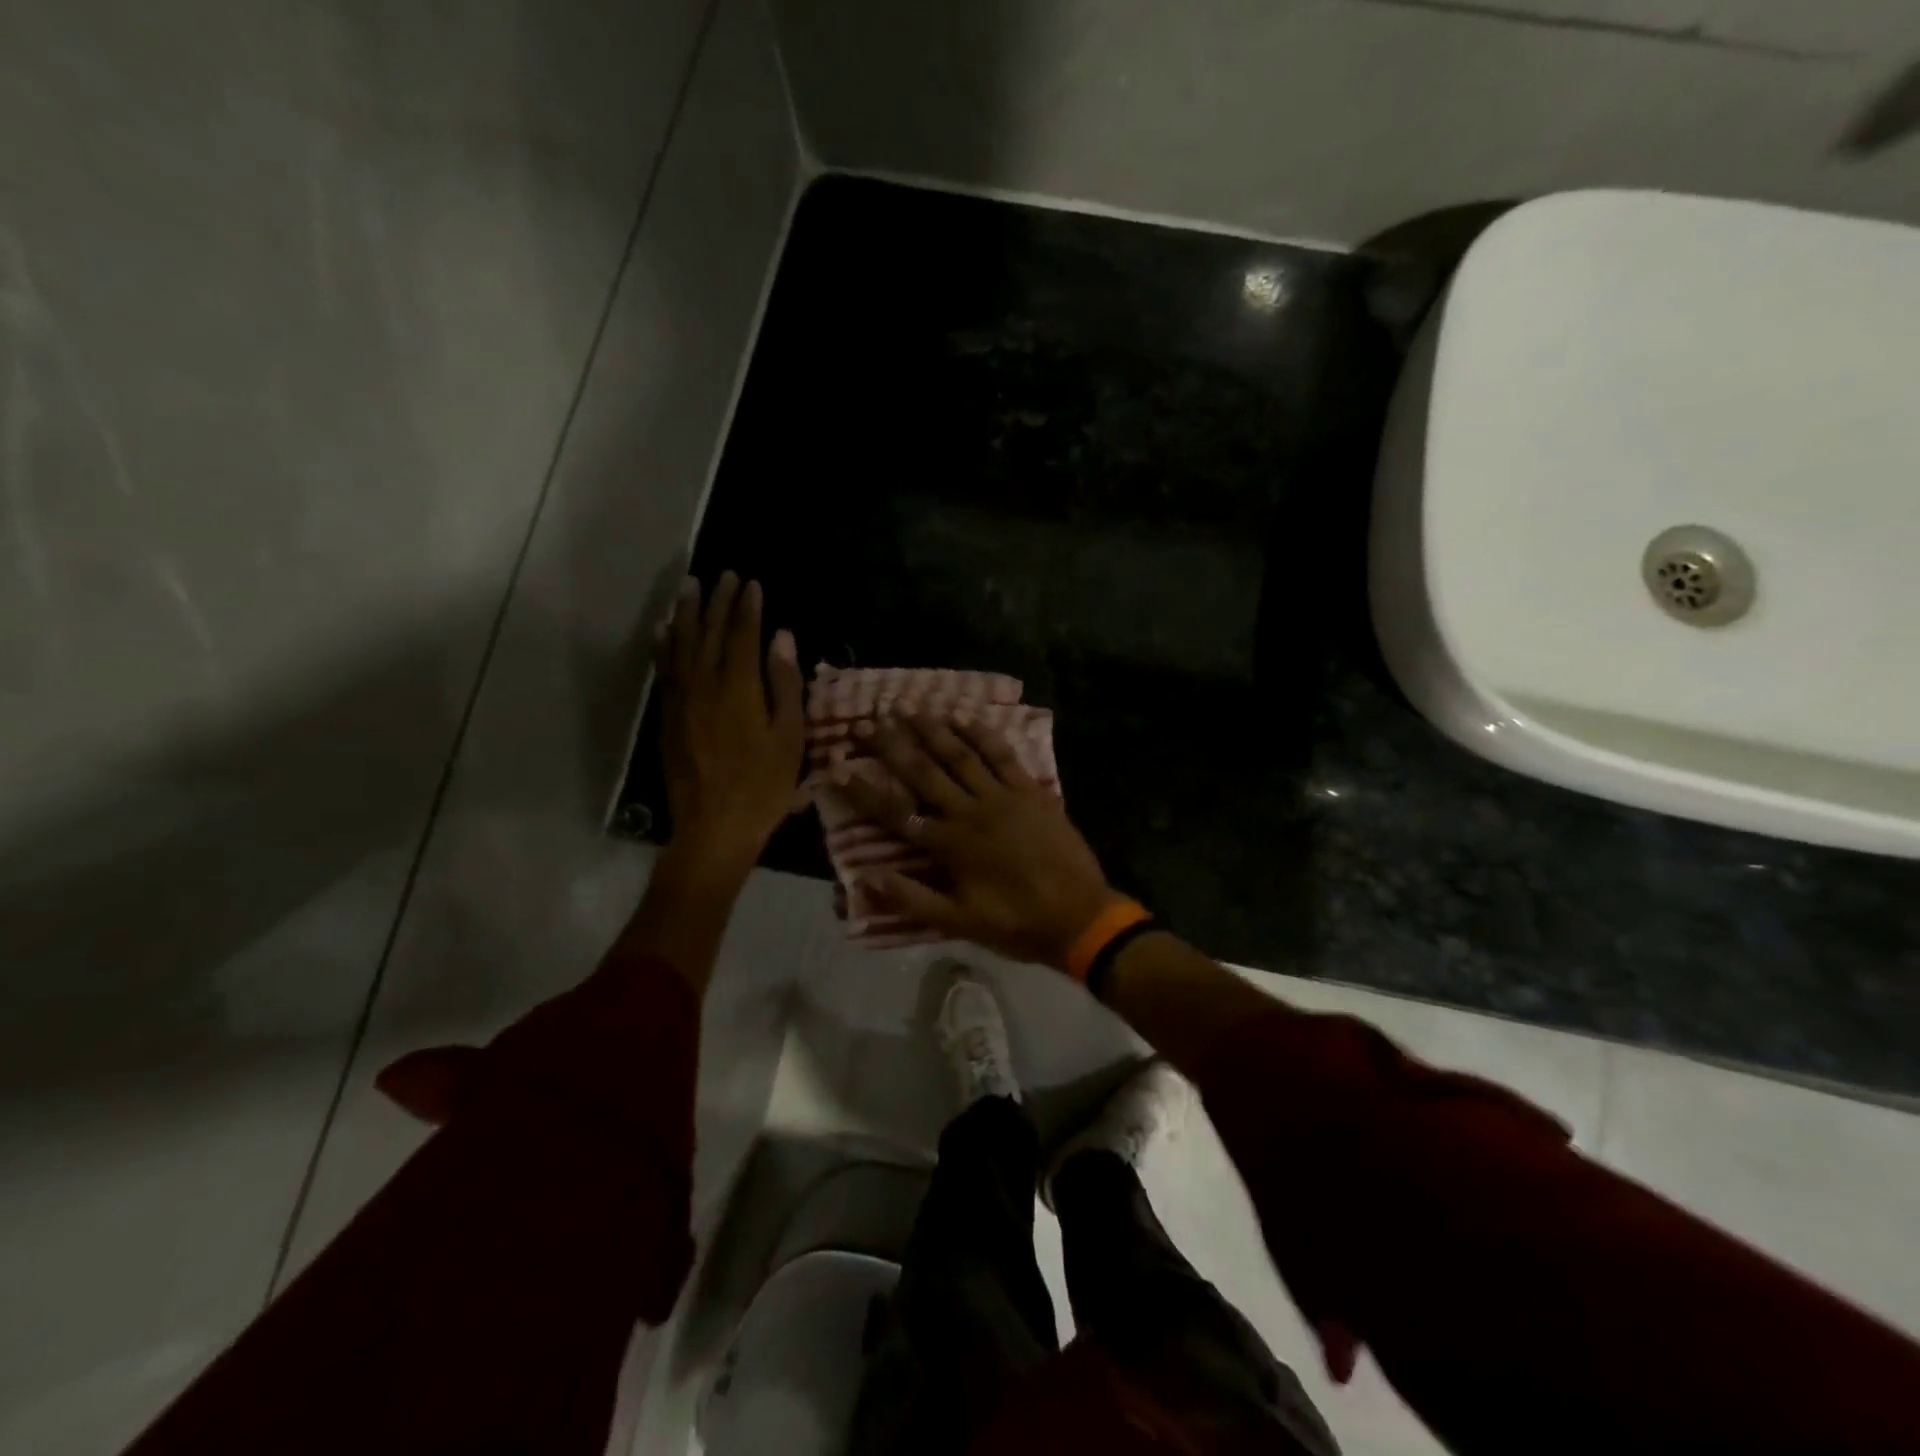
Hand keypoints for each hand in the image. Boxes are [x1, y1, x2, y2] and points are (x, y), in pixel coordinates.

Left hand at [658, 572, 804, 872]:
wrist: (714, 828)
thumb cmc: (763, 786)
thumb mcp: (789, 737)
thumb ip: (784, 684)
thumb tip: (782, 638)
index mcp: (738, 688)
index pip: (741, 635)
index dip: (747, 607)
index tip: (752, 583)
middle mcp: (703, 685)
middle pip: (708, 633)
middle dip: (717, 601)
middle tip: (724, 575)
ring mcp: (680, 701)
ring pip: (680, 646)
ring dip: (685, 614)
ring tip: (689, 587)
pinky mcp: (667, 718)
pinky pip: (663, 671)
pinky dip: (664, 646)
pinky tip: (664, 632)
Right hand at [834, 712, 1120, 969]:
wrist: (1080, 916)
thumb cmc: (1016, 922)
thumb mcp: (959, 923)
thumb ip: (911, 899)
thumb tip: (864, 878)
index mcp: (949, 845)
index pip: (895, 812)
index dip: (864, 790)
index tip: (837, 766)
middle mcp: (970, 811)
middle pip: (923, 772)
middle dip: (892, 745)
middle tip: (867, 721)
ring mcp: (1002, 797)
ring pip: (960, 755)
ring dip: (932, 729)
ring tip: (907, 706)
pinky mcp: (1031, 790)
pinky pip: (1002, 755)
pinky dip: (981, 733)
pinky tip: (963, 716)